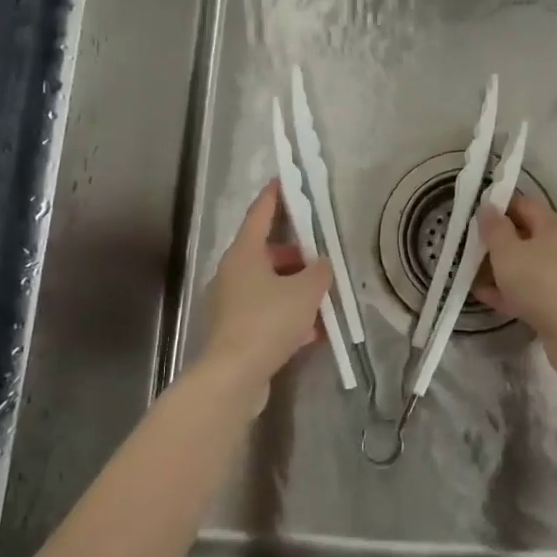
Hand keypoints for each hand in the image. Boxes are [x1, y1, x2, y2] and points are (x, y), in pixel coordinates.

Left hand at [199, 181, 333, 391]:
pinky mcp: (235, 329)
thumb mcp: (305, 291)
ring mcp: (231, 302)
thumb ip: (320, 271)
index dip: (274, 197)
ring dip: (295, 288)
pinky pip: (267, 312)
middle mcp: (233, 272)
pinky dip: (288, 314)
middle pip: (267, 252)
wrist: (234, 375)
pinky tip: (314, 331)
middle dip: (297, 254)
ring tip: (325, 297)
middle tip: (323, 256)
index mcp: (244, 253)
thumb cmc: (268, 321)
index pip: (260, 214)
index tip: (285, 181)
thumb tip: (322, 263)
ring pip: (269, 285)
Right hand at [475, 193, 556, 332]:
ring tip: (472, 271)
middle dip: (499, 240)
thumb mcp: (507, 250)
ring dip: (501, 268)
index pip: (526, 205)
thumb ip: (494, 228)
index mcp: (554, 225)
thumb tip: (488, 206)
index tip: (477, 214)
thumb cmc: (538, 279)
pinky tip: (483, 294)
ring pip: (527, 266)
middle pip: (527, 236)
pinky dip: (507, 291)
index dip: (501, 206)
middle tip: (471, 245)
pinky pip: (528, 291)